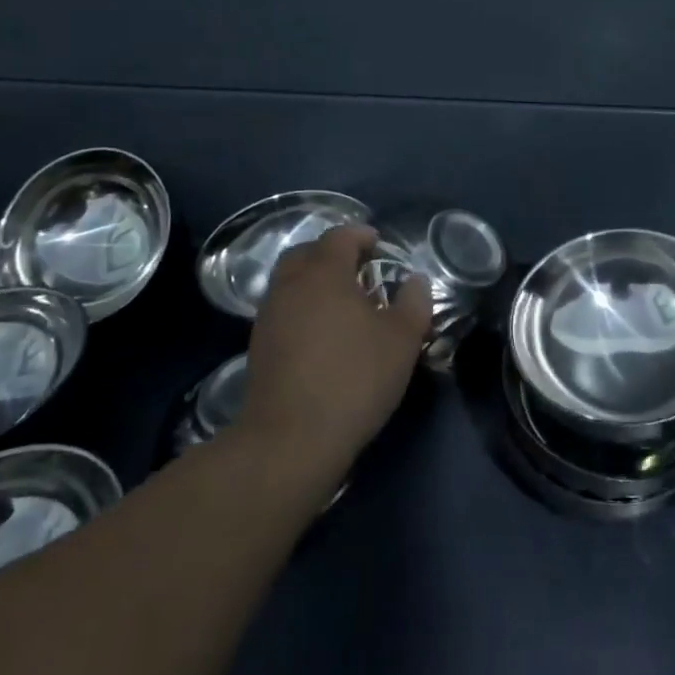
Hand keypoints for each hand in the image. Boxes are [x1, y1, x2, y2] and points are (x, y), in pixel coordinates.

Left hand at [240, 226, 430, 471]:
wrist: (291, 439)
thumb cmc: (354, 378)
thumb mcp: (402, 339)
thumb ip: (414, 302)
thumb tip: (415, 281)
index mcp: (324, 273)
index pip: (340, 236)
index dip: (361, 235)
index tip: (380, 244)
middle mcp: (291, 285)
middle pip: (307, 253)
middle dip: (332, 254)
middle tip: (360, 269)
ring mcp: (269, 316)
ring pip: (291, 282)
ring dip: (315, 282)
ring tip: (344, 304)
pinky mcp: (259, 347)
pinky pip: (284, 310)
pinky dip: (303, 309)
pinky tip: (324, 334)